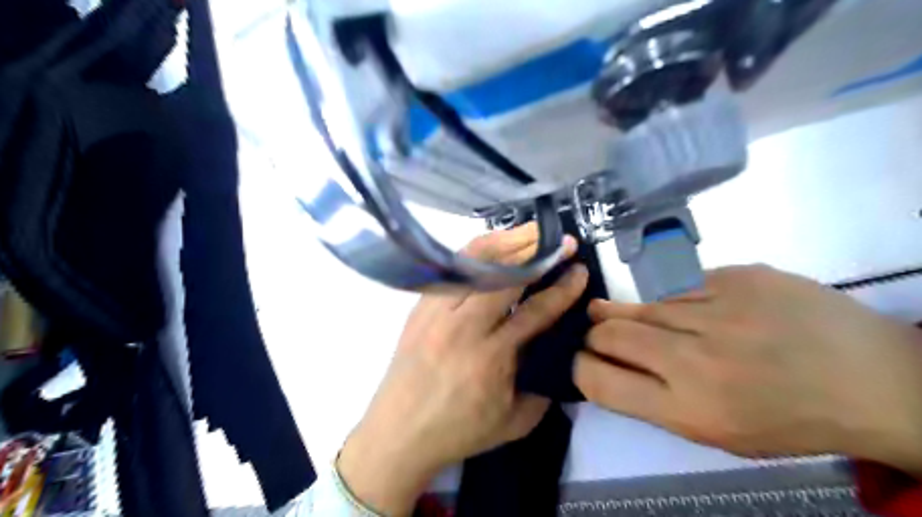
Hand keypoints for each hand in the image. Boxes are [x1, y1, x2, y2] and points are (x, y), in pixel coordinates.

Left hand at [339, 225, 590, 515]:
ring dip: (506, 244)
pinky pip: (452, 270)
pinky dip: (476, 253)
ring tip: (530, 233)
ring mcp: (436, 312)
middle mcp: (462, 327)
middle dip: (538, 254)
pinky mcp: (420, 307)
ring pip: (474, 265)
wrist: (398, 432)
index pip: (534, 311)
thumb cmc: (458, 430)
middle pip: (504, 277)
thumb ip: (544, 387)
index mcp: (490, 358)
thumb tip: (558, 351)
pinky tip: (493, 247)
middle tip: (561, 241)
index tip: (580, 270)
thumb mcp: (515, 422)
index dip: (562, 289)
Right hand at [575, 265, 921, 474]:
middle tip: (598, 333)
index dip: (579, 367)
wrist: (874, 380)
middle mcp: (695, 359)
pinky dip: (672, 300)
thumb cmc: (787, 418)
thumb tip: (605, 366)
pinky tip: (691, 308)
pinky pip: (680, 287)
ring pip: (640, 305)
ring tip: (624, 315)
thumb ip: (653, 399)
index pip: (599, 381)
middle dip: (595, 334)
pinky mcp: (737, 277)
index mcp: (690, 410)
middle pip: (609, 334)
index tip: (582, 360)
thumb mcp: (715, 432)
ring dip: (625, 313)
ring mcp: (718, 310)